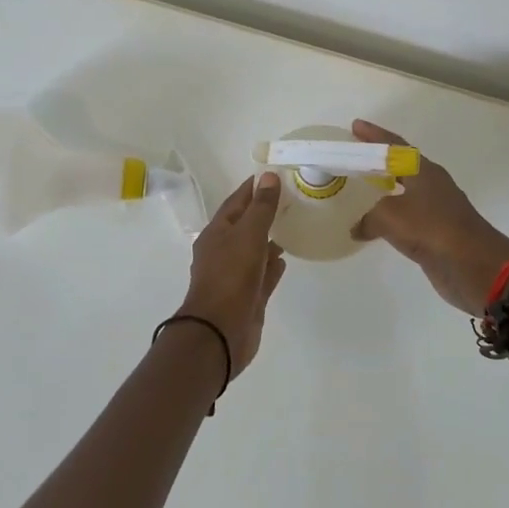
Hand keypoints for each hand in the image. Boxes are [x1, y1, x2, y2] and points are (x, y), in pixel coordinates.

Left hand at [172, 172, 285, 377]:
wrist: (220, 332)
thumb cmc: (231, 276)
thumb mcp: (248, 235)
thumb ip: (261, 207)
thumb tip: (268, 176)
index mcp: (217, 233)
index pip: (236, 202)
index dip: (253, 187)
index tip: (273, 174)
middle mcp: (223, 252)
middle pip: (245, 226)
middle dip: (264, 213)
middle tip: (291, 199)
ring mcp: (235, 276)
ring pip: (254, 251)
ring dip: (269, 239)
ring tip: (291, 226)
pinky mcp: (248, 297)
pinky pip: (262, 276)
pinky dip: (272, 266)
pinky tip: (285, 259)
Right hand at [348, 119, 508, 314]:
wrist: (474, 265)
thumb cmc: (433, 229)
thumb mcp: (391, 216)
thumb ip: (369, 217)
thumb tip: (358, 228)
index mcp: (424, 171)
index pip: (395, 146)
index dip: (375, 135)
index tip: (356, 126)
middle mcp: (432, 185)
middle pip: (401, 166)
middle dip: (378, 160)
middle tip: (355, 156)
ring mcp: (436, 210)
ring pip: (403, 192)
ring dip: (383, 189)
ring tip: (360, 188)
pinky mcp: (436, 234)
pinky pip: (405, 218)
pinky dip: (388, 217)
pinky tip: (373, 225)